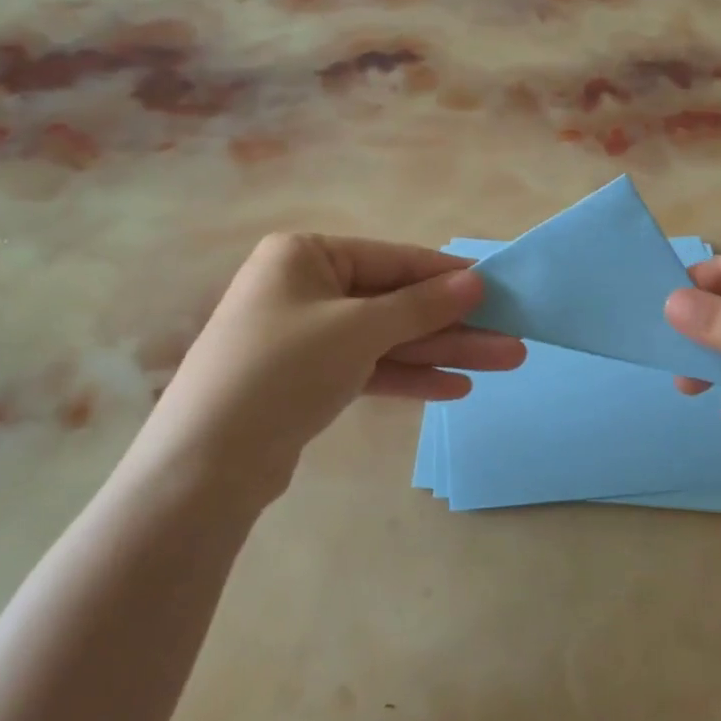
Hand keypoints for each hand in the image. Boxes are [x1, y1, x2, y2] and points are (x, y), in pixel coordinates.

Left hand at [132, 234, 524, 503]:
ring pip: (387, 339)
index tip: (500, 286)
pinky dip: (409, 377)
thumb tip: (476, 280)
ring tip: (504, 362)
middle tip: (513, 336)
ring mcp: (306, 336)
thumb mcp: (358, 329)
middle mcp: (305, 288)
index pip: (394, 259)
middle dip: (455, 323)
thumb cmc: (283, 369)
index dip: (449, 275)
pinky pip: (369, 368)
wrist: (206, 464)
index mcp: (305, 255)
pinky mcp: (309, 380)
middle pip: (395, 302)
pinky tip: (455, 387)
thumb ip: (421, 305)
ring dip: (442, 351)